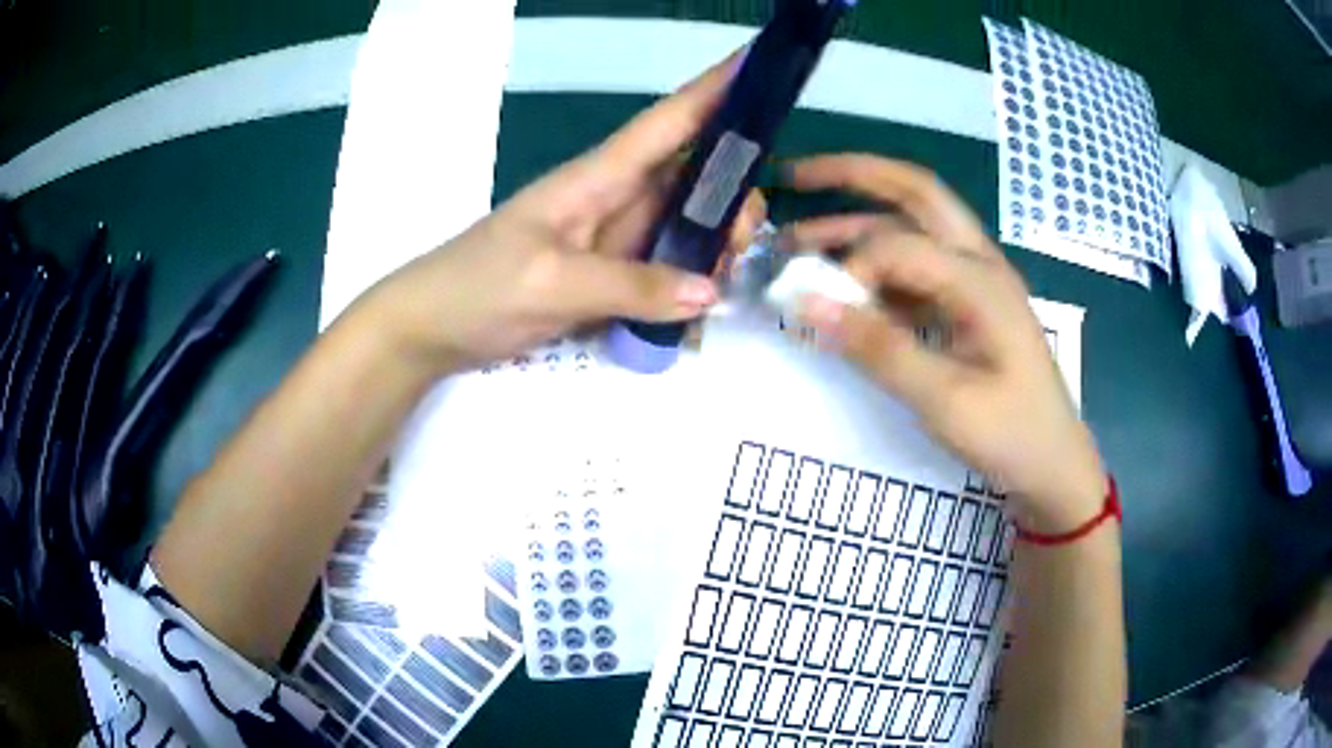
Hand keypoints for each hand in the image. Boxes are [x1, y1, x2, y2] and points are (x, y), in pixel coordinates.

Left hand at [360, 54, 765, 372]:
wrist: (432, 328)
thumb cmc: (477, 287)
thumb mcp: (550, 284)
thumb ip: (630, 287)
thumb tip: (711, 291)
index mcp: (598, 177)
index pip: (669, 120)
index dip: (716, 88)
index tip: (762, 63)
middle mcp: (615, 198)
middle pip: (695, 175)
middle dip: (733, 198)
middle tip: (742, 246)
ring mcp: (612, 237)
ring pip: (686, 223)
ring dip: (715, 246)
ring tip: (719, 286)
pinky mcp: (608, 273)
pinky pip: (665, 268)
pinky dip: (689, 285)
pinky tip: (696, 315)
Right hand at [784, 155, 1105, 531]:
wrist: (1053, 465)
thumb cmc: (1009, 435)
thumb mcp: (944, 400)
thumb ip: (878, 348)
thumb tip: (807, 302)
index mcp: (979, 279)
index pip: (896, 244)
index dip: (848, 268)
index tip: (817, 310)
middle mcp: (979, 262)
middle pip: (915, 191)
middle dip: (853, 174)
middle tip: (795, 175)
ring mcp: (976, 281)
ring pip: (914, 226)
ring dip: (860, 221)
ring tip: (801, 236)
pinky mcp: (970, 304)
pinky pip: (919, 267)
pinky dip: (879, 266)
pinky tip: (849, 286)